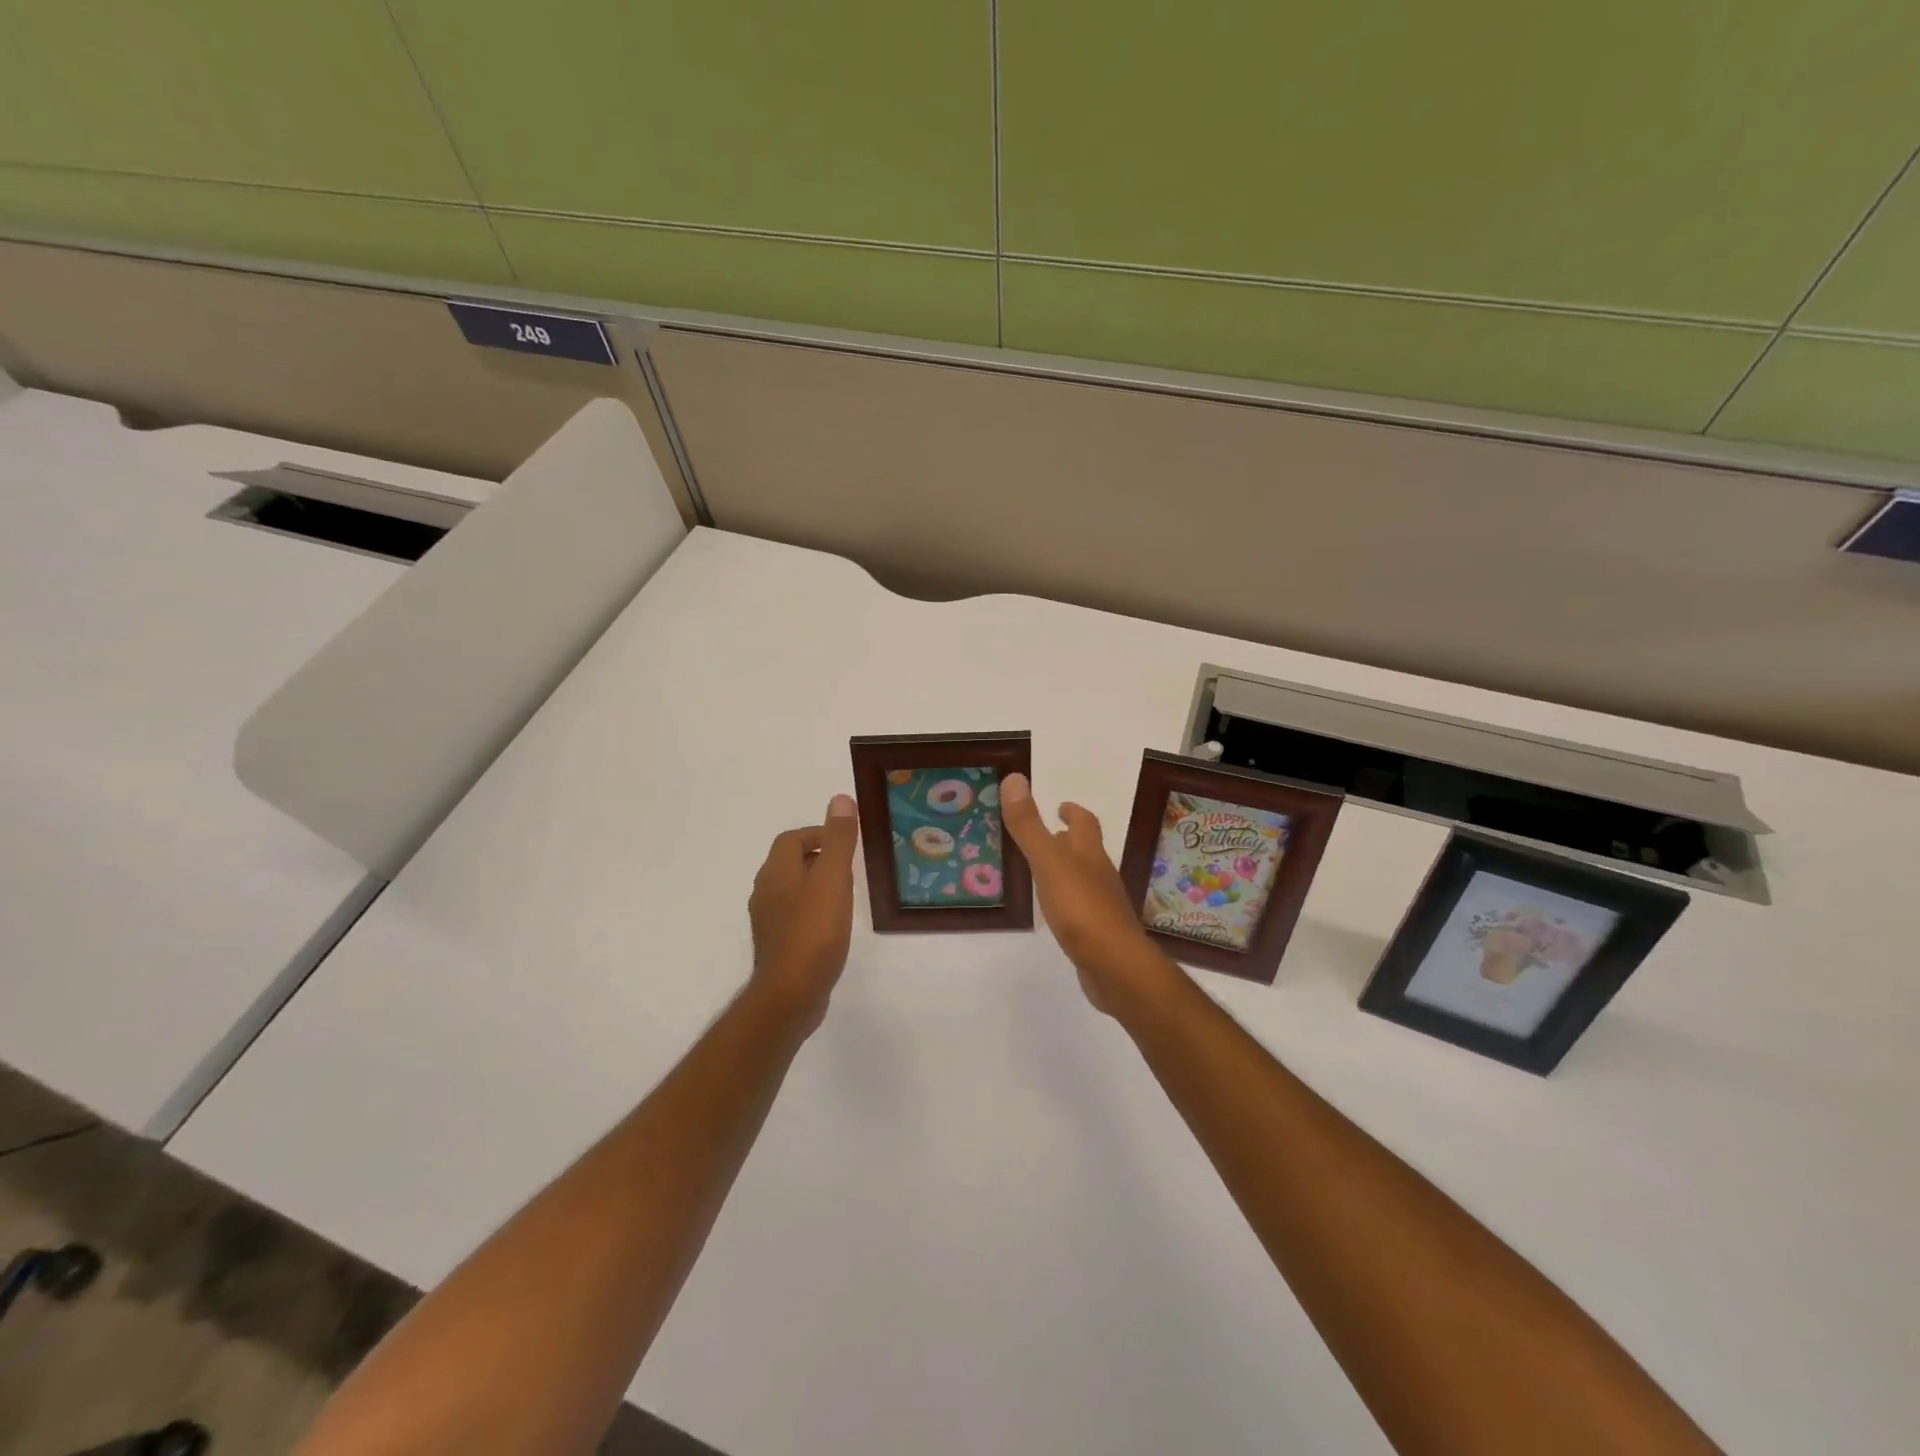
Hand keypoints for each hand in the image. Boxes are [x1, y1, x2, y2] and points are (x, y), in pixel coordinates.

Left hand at [747, 795, 859, 1032]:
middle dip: (819, 858)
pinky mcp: (777, 945)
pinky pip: (794, 915)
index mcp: (776, 871)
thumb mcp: (833, 879)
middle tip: (850, 867)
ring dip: (816, 884)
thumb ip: (838, 840)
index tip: (846, 843)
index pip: (791, 839)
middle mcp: (765, 892)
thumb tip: (839, 800)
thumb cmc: (814, 930)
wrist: (791, 993)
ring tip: (846, 894)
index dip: (818, 834)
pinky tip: (833, 925)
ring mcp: (768, 921)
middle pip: (790, 863)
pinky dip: (813, 910)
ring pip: (792, 890)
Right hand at [1000, 773, 1180, 1017]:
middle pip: (1087, 850)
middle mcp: (1100, 875)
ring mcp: (1103, 905)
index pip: (1085, 823)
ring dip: (1067, 869)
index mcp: (1089, 854)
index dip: (1073, 811)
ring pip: (1084, 878)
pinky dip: (1068, 900)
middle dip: (1069, 839)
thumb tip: (1014, 779)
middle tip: (1046, 834)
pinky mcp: (1099, 933)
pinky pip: (1082, 907)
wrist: (1116, 966)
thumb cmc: (1081, 909)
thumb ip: (1029, 826)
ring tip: (1043, 870)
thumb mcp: (1048, 863)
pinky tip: (1055, 911)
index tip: (1060, 805)